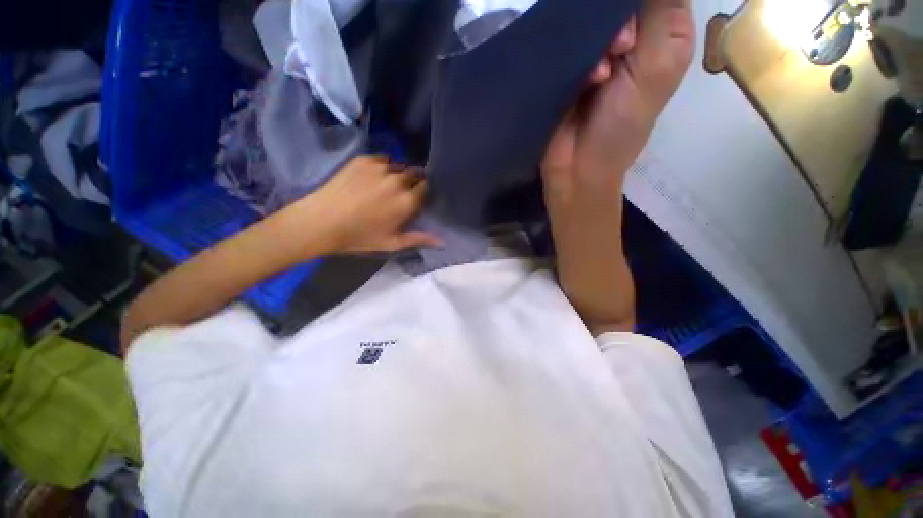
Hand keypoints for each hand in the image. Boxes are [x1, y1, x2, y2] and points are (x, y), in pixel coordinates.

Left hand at [295, 155, 440, 254]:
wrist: (321, 222)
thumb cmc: (359, 237)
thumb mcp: (392, 243)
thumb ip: (419, 238)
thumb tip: (442, 240)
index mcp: (407, 201)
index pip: (427, 187)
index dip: (424, 192)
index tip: (420, 198)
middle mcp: (398, 180)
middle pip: (416, 174)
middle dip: (415, 182)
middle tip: (404, 193)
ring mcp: (380, 167)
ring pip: (400, 166)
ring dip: (399, 174)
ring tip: (388, 185)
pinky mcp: (363, 160)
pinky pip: (382, 159)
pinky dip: (384, 167)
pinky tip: (374, 178)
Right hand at [541, 0, 694, 197]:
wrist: (576, 166)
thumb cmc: (621, 126)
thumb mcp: (657, 66)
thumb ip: (660, 12)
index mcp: (667, 35)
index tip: (637, 28)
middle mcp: (635, 37)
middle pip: (624, 2)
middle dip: (622, 19)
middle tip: (621, 48)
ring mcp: (597, 52)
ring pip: (596, 16)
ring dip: (600, 39)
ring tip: (601, 74)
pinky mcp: (569, 66)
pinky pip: (571, 40)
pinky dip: (579, 54)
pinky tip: (588, 79)